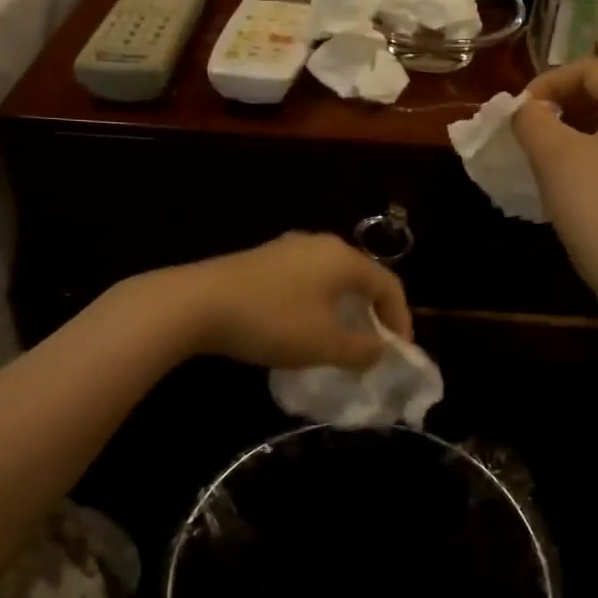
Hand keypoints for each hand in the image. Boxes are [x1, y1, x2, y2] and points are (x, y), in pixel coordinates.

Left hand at [173, 233, 411, 370]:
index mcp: (343, 259)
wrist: (197, 303)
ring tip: (339, 339)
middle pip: (361, 277)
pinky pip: (304, 280)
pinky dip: (316, 303)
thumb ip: (361, 350)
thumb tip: (379, 350)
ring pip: (330, 278)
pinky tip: (301, 326)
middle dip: (372, 312)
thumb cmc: (272, 321)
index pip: (389, 285)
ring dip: (342, 308)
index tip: (399, 353)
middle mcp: (320, 244)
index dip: (401, 320)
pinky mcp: (262, 259)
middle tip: (373, 344)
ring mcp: (288, 248)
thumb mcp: (324, 344)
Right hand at [514, 58, 597, 295]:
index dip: (548, 81)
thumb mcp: (552, 154)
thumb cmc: (595, 204)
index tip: (520, 111)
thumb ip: (531, 118)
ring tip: (540, 150)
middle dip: (559, 104)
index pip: (590, 70)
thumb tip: (523, 109)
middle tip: (528, 128)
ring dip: (570, 128)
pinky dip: (586, 151)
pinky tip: (565, 176)